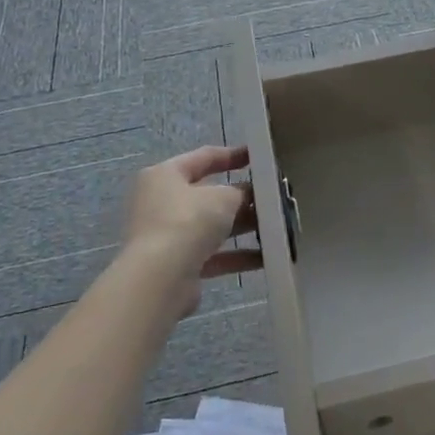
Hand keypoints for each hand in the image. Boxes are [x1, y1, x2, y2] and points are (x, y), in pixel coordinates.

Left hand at [120, 146, 261, 315]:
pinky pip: (212, 255)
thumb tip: (246, 195)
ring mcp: (167, 236)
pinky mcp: (176, 266)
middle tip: (272, 197)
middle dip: (240, 197)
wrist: (159, 279)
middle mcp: (160, 203)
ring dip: (241, 227)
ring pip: (211, 226)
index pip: (203, 157)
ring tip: (275, 226)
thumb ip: (239, 192)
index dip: (232, 155)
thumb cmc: (188, 221)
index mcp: (165, 175)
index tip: (259, 156)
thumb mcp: (222, 197)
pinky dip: (236, 256)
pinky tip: (266, 257)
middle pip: (207, 194)